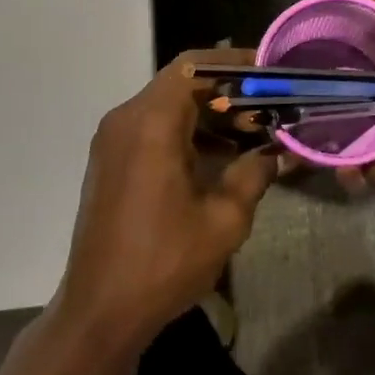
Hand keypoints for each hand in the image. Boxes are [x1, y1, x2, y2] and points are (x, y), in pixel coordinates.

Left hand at [55, 50, 278, 354]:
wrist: (98, 312)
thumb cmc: (163, 262)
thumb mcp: (224, 219)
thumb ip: (254, 174)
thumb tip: (276, 152)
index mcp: (152, 122)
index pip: (195, 66)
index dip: (233, 62)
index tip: (268, 72)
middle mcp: (127, 119)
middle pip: (182, 83)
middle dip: (226, 91)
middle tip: (267, 107)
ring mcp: (113, 139)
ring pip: (167, 105)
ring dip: (207, 113)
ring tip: (250, 133)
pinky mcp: (110, 161)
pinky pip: (152, 128)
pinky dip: (185, 132)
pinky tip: (217, 158)